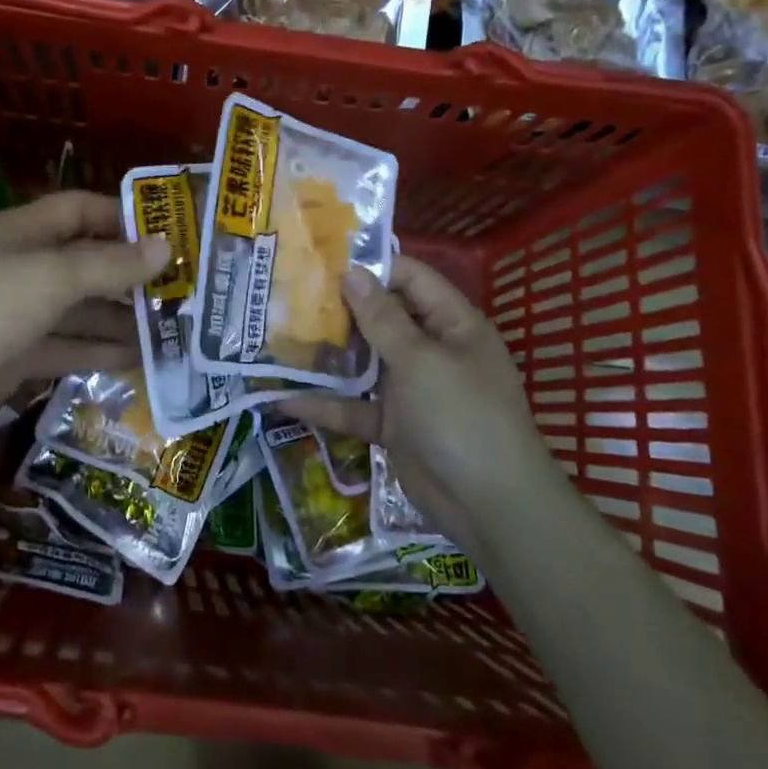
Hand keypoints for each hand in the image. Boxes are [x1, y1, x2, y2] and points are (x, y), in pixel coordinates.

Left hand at [0, 191, 168, 444]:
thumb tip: (165, 248)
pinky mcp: (21, 355)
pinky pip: (71, 348)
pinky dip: (102, 352)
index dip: (125, 218)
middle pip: (89, 264)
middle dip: (133, 276)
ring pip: (84, 310)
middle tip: (185, 291)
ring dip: (124, 319)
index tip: (171, 233)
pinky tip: (142, 360)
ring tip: (175, 330)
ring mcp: (23, 314)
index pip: (83, 210)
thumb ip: (110, 265)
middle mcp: (28, 267)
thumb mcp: (53, 276)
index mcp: (28, 232)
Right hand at [282, 257, 555, 543]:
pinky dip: (324, 404)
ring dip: (325, 355)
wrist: (491, 507)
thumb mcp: (421, 361)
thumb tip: (352, 272)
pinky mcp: (392, 424)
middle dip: (338, 309)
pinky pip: (354, 407)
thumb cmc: (462, 417)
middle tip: (288, 294)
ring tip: (276, 337)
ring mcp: (410, 388)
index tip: (322, 260)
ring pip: (362, 362)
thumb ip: (382, 318)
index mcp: (451, 324)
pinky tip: (282, 398)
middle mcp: (430, 350)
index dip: (371, 266)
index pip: (410, 278)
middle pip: (381, 318)